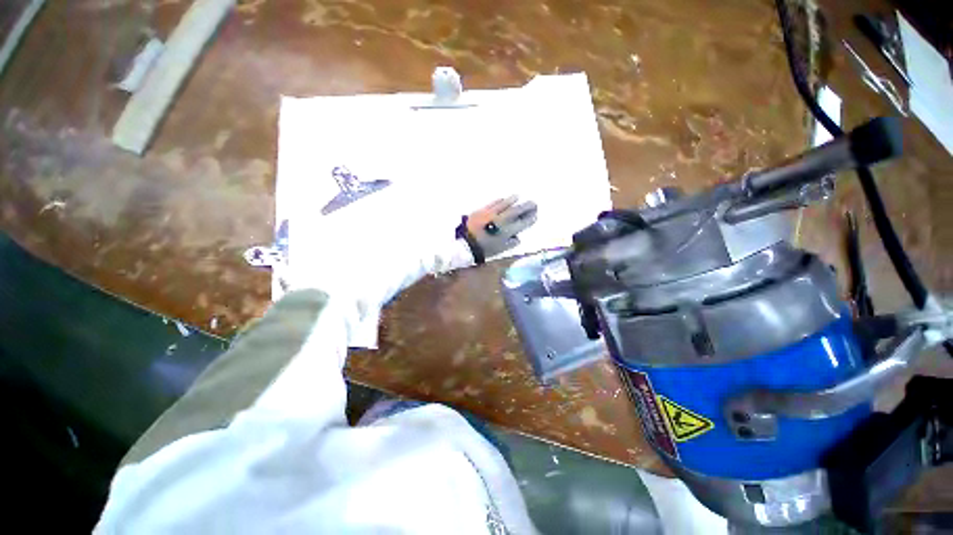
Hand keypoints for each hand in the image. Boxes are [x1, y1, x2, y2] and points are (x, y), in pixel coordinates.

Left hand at [459, 196, 537, 261]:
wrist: (465, 244)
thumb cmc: (484, 250)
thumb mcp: (500, 250)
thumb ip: (510, 243)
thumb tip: (517, 237)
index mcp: (506, 231)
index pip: (522, 223)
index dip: (530, 219)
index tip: (535, 215)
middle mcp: (500, 220)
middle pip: (516, 211)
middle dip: (526, 207)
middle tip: (533, 203)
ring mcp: (490, 214)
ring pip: (504, 204)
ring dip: (512, 200)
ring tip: (518, 196)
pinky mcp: (481, 210)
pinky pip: (493, 203)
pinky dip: (499, 201)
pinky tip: (503, 199)